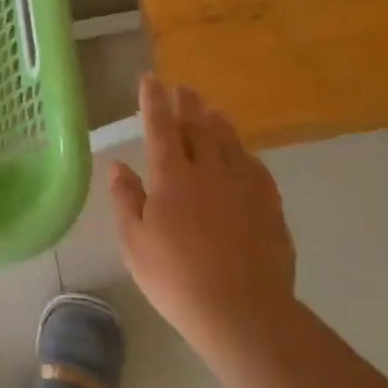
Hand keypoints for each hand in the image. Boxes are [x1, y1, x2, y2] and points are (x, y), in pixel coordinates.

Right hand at [111, 74, 296, 352]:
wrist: (240, 309)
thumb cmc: (174, 277)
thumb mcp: (134, 242)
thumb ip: (126, 199)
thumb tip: (118, 166)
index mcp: (171, 178)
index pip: (159, 128)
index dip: (153, 102)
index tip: (151, 78)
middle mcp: (209, 171)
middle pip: (198, 127)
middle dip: (187, 105)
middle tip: (182, 88)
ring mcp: (244, 186)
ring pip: (230, 143)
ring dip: (217, 122)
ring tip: (211, 109)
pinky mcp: (269, 205)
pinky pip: (255, 167)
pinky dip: (244, 153)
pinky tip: (243, 154)